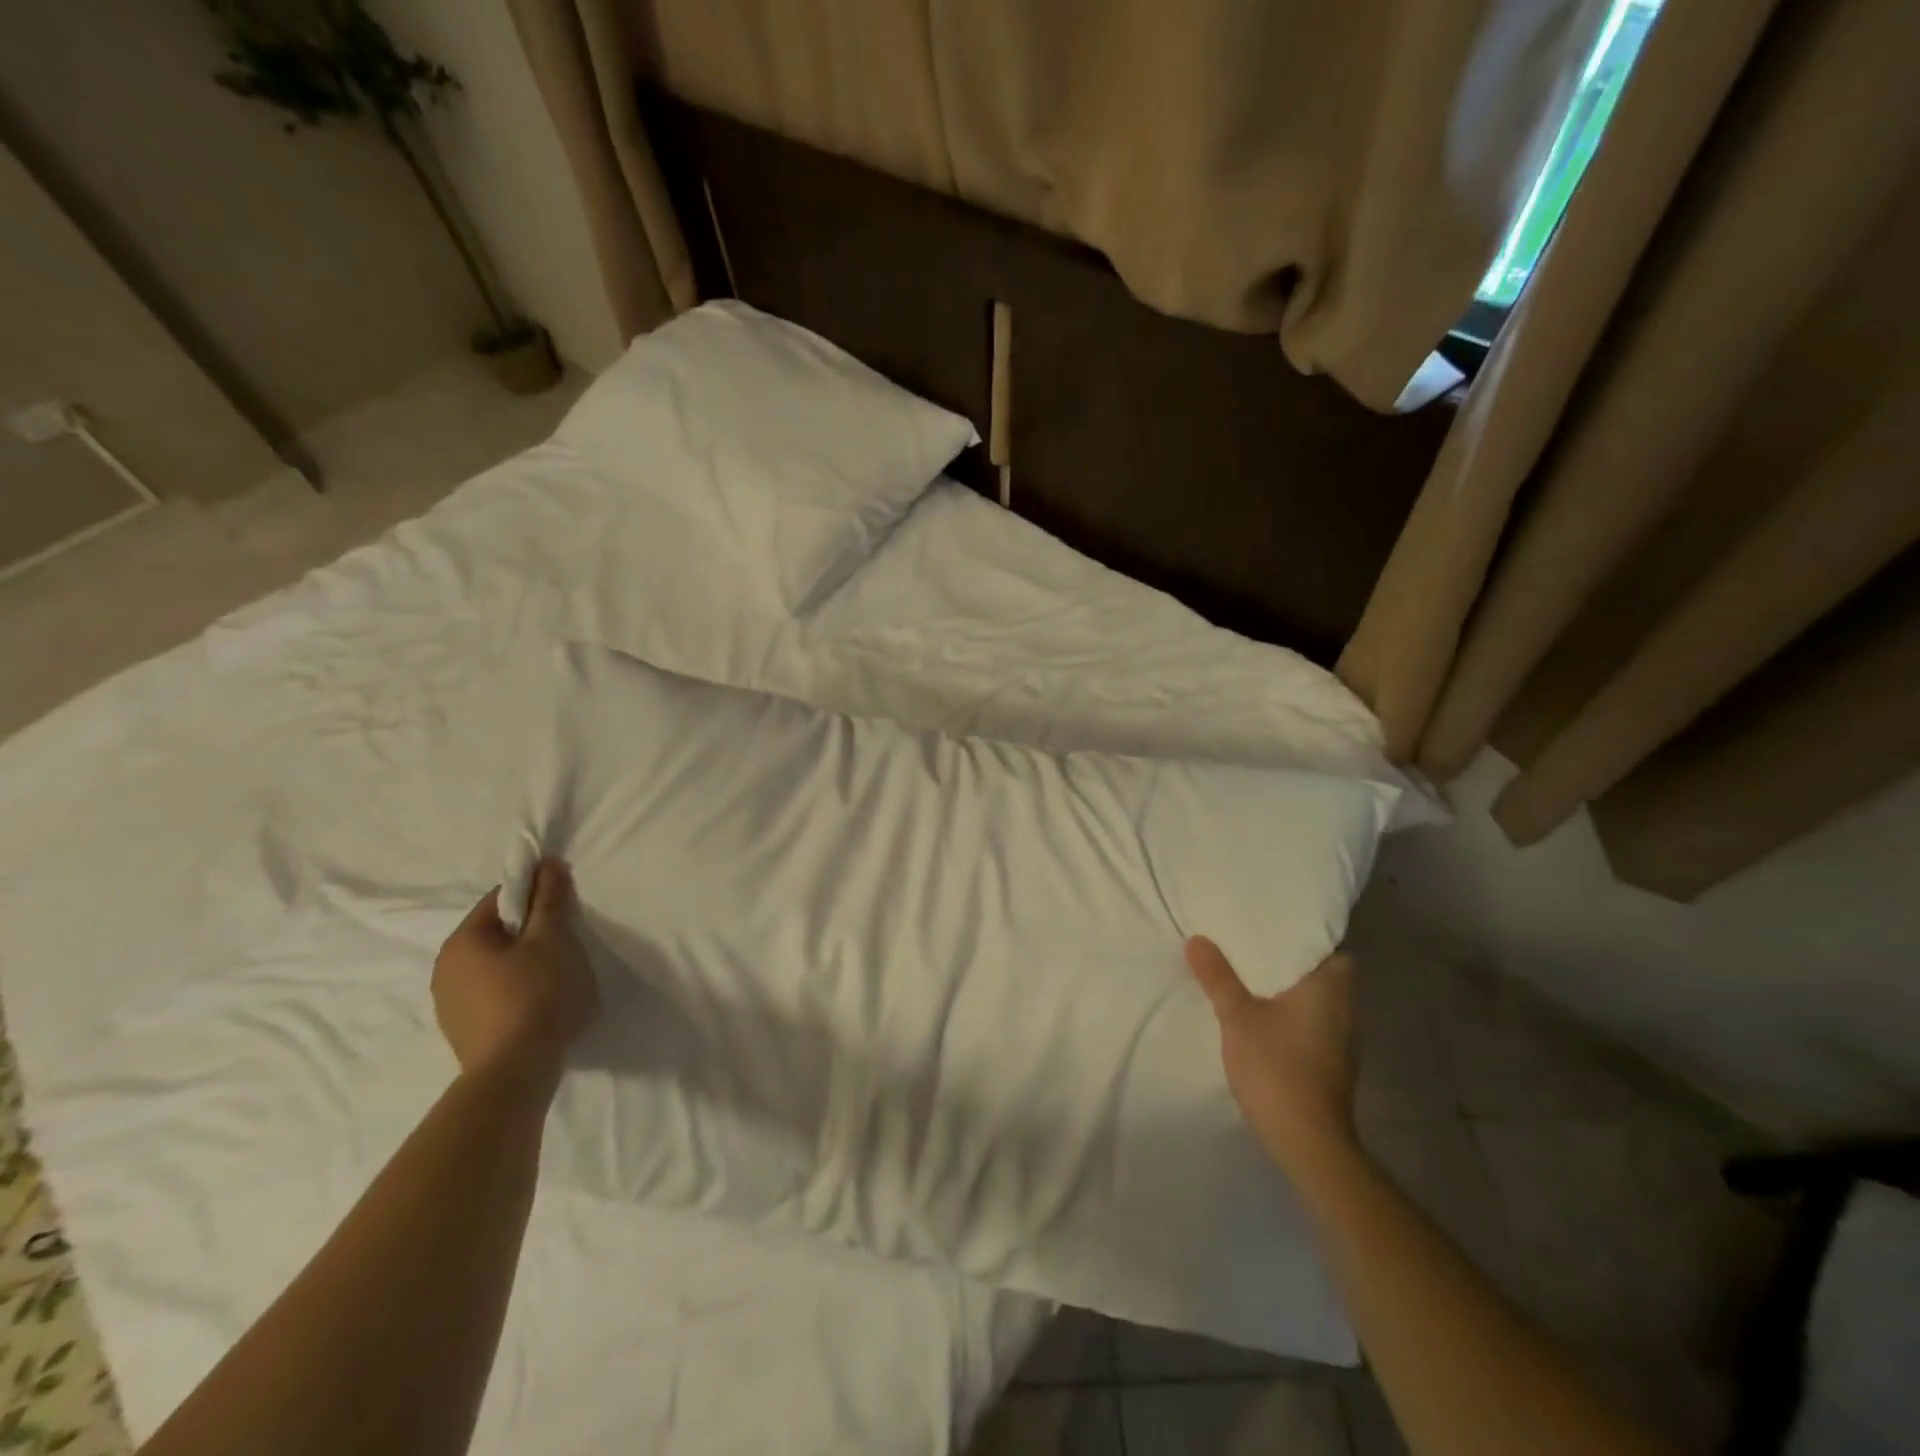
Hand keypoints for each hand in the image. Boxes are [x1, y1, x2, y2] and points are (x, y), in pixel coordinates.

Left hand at [433, 859, 600, 1089]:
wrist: (514, 1071)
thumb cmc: (535, 994)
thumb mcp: (551, 939)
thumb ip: (549, 900)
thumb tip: (547, 864)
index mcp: (462, 940)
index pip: (500, 899)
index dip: (535, 896)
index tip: (563, 908)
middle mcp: (444, 968)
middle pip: (496, 933)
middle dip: (529, 932)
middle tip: (563, 943)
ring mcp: (448, 1003)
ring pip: (492, 966)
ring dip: (521, 963)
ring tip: (553, 977)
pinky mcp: (461, 1030)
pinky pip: (490, 994)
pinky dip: (513, 990)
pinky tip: (536, 1004)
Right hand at [1186, 936, 1356, 1170]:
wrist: (1307, 1141)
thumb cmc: (1277, 1068)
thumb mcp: (1237, 1017)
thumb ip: (1218, 977)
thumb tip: (1197, 939)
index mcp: (1329, 991)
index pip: (1333, 951)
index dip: (1309, 940)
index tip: (1278, 931)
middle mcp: (1345, 1012)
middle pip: (1325, 976)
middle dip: (1293, 965)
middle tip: (1255, 950)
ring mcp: (1343, 1043)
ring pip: (1319, 1004)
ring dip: (1292, 993)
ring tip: (1253, 979)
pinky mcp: (1333, 1066)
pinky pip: (1314, 1026)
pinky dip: (1294, 1018)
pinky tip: (1265, 1019)